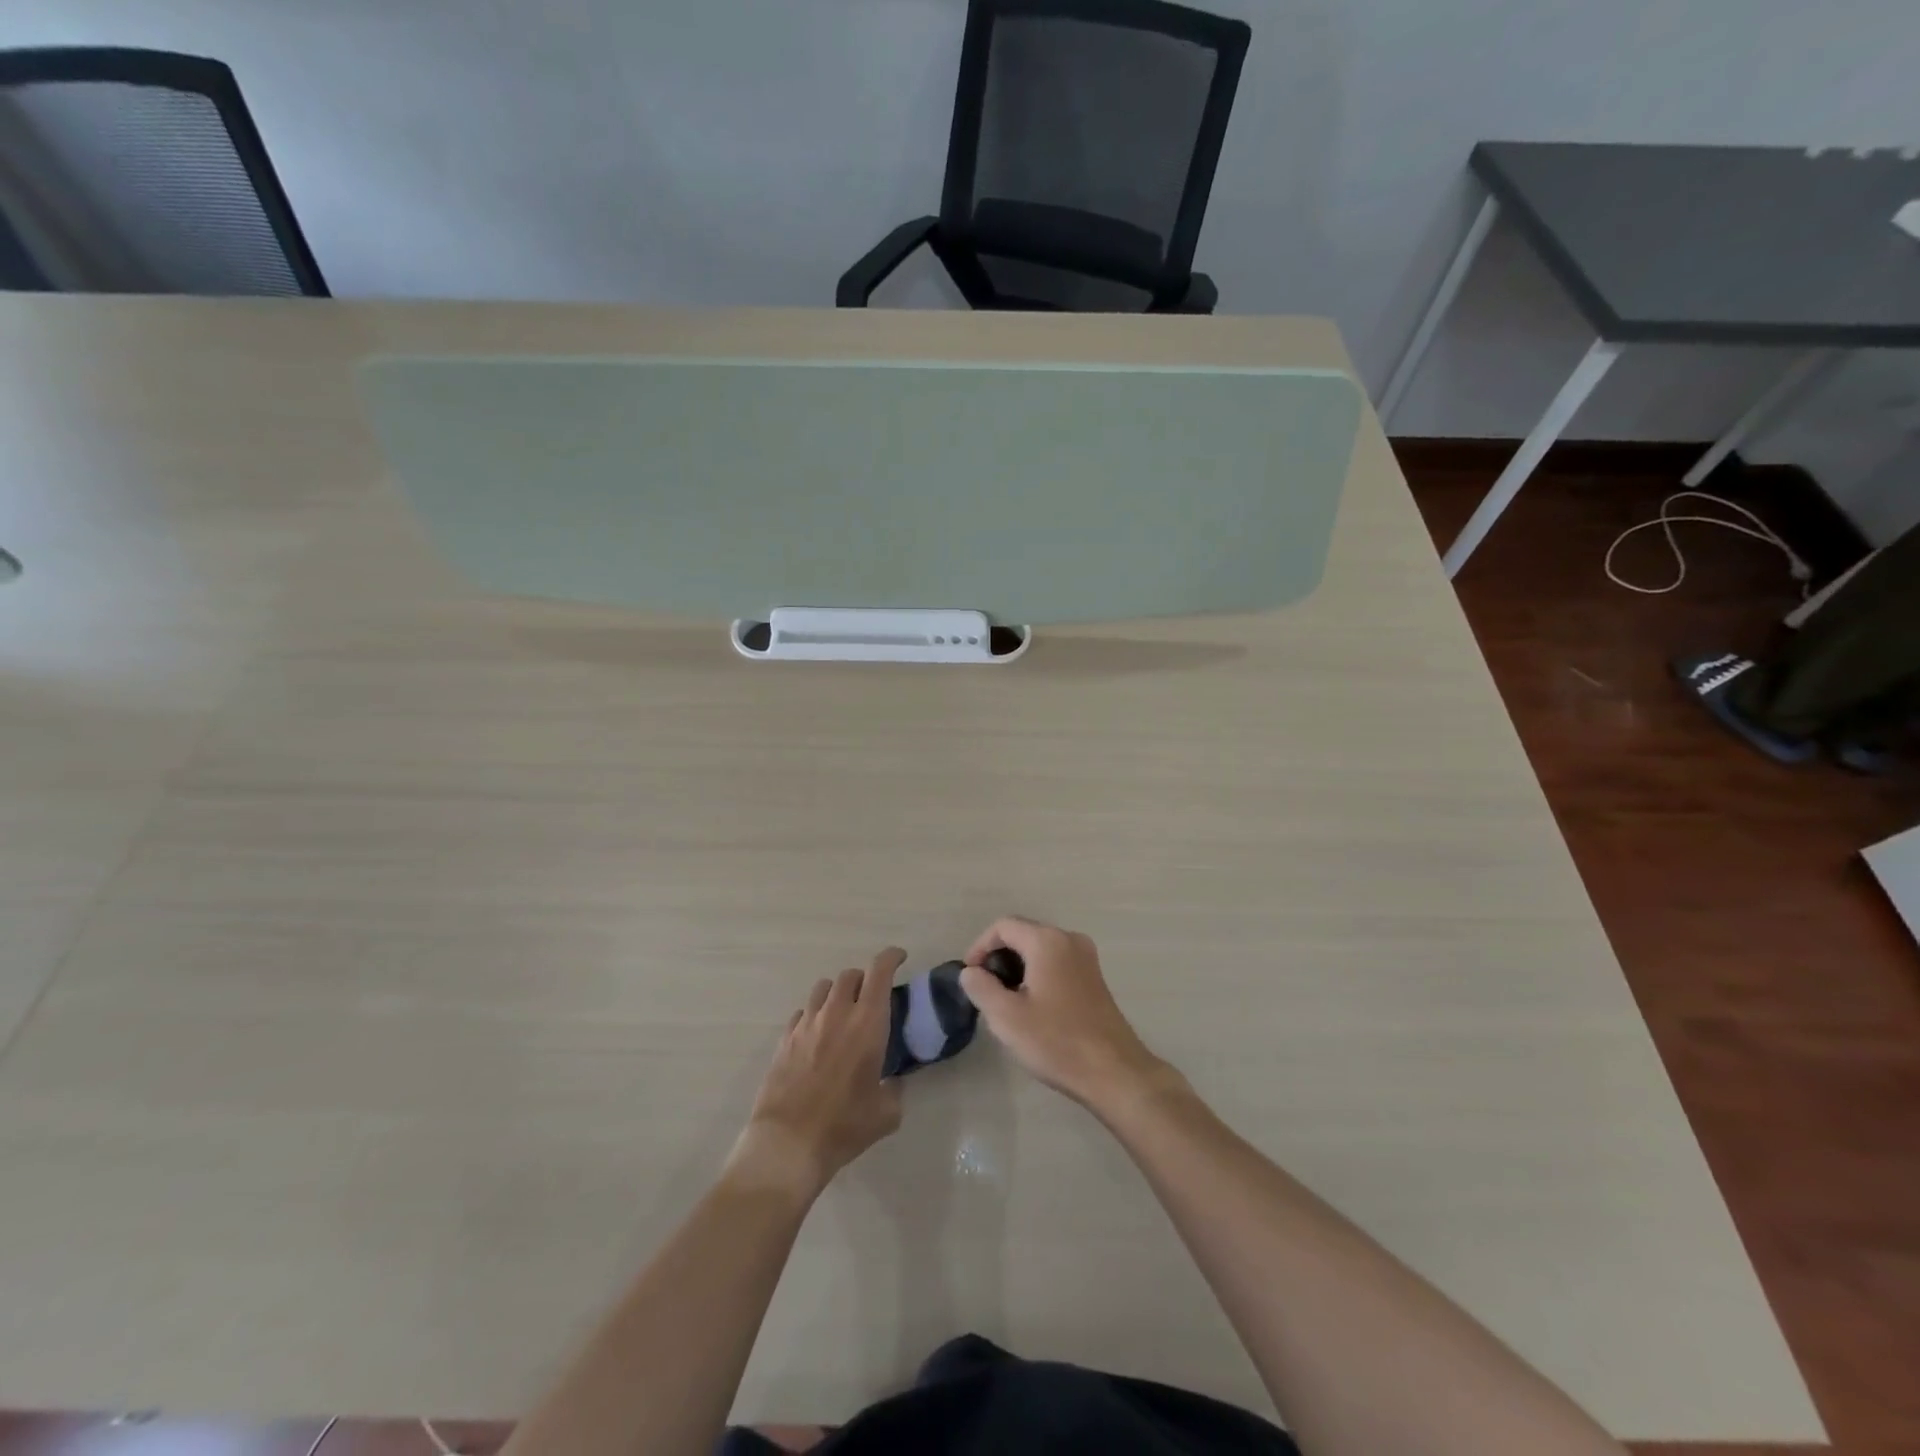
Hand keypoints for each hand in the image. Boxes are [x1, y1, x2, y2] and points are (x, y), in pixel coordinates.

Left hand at [730, 947, 905, 1200]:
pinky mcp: (785, 1039)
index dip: (891, 957)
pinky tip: (817, 1036)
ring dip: (837, 993)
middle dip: (864, 979)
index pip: (880, 971)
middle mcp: (836, 1012)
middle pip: (850, 975)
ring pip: (823, 988)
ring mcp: (807, 1023)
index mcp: (867, 1022)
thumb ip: (895, 1089)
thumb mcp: (886, 1113)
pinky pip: (802, 1013)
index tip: (899, 958)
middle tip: (871, 997)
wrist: (788, 1142)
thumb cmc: (844, 1125)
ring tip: (842, 1013)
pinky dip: (814, 1015)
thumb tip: (893, 1082)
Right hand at [958, 917, 1170, 1110]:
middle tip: (985, 991)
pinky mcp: (1095, 978)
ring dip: (1018, 968)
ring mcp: (1087, 958)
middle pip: (1023, 934)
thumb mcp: (1006, 1016)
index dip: (980, 947)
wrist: (1114, 1072)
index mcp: (1047, 941)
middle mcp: (1070, 939)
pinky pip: (1057, 963)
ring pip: (1040, 950)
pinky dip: (1038, 975)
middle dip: (999, 958)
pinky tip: (1033, 1008)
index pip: (1003, 926)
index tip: (970, 976)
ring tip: (1005, 1002)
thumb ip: (981, 987)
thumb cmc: (1056, 1041)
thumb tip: (971, 972)